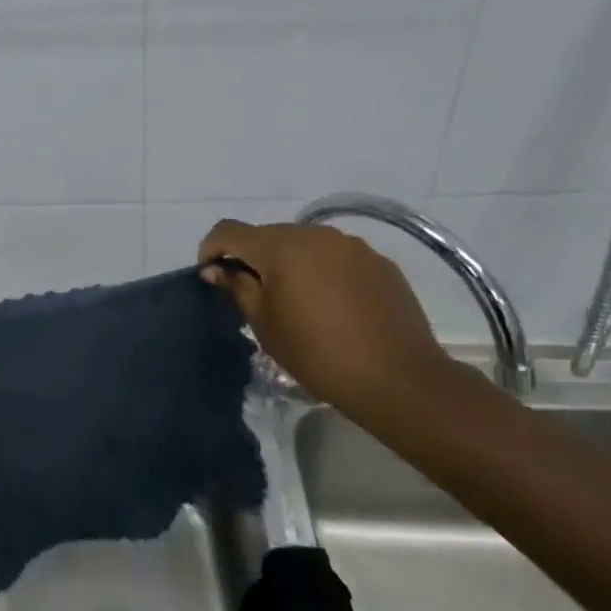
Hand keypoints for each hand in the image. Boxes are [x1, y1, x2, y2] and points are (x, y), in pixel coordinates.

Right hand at [199, 220, 456, 415]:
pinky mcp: (380, 263)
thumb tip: (215, 268)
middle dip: (253, 258)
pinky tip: (332, 306)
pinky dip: (322, 272)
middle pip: (268, 235)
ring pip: (304, 245)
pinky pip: (336, 258)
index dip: (212, 249)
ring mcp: (352, 246)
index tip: (212, 277)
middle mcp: (316, 234)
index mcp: (281, 246)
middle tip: (253, 295)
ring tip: (296, 302)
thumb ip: (237, 287)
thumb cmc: (317, 353)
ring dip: (289, 264)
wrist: (398, 379)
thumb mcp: (264, 323)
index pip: (229, 230)